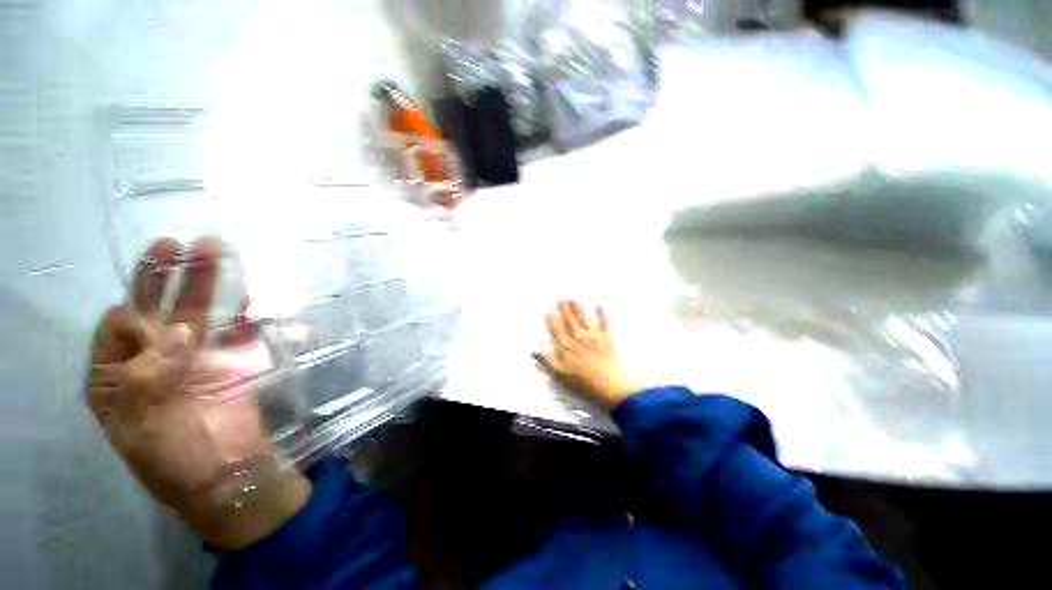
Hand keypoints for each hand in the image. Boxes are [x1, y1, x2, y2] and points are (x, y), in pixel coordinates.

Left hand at [86, 239, 309, 549]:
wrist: (230, 475)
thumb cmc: (174, 459)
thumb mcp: (144, 424)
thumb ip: (151, 374)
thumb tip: (178, 329)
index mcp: (118, 377)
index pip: (117, 327)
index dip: (133, 315)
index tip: (155, 323)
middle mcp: (154, 361)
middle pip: (157, 310)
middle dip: (165, 277)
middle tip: (176, 244)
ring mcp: (196, 360)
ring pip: (199, 315)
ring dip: (205, 285)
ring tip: (213, 252)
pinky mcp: (233, 363)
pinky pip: (237, 333)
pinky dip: (243, 316)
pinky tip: (249, 300)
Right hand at [534, 300, 639, 409]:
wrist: (607, 384)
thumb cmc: (581, 381)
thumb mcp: (560, 374)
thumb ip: (547, 360)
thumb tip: (533, 351)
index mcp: (566, 345)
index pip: (556, 329)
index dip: (552, 320)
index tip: (548, 311)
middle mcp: (578, 336)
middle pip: (569, 320)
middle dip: (564, 309)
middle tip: (560, 299)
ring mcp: (593, 336)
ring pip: (583, 318)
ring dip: (578, 308)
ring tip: (573, 300)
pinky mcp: (606, 338)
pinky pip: (603, 323)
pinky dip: (601, 314)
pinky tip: (599, 306)